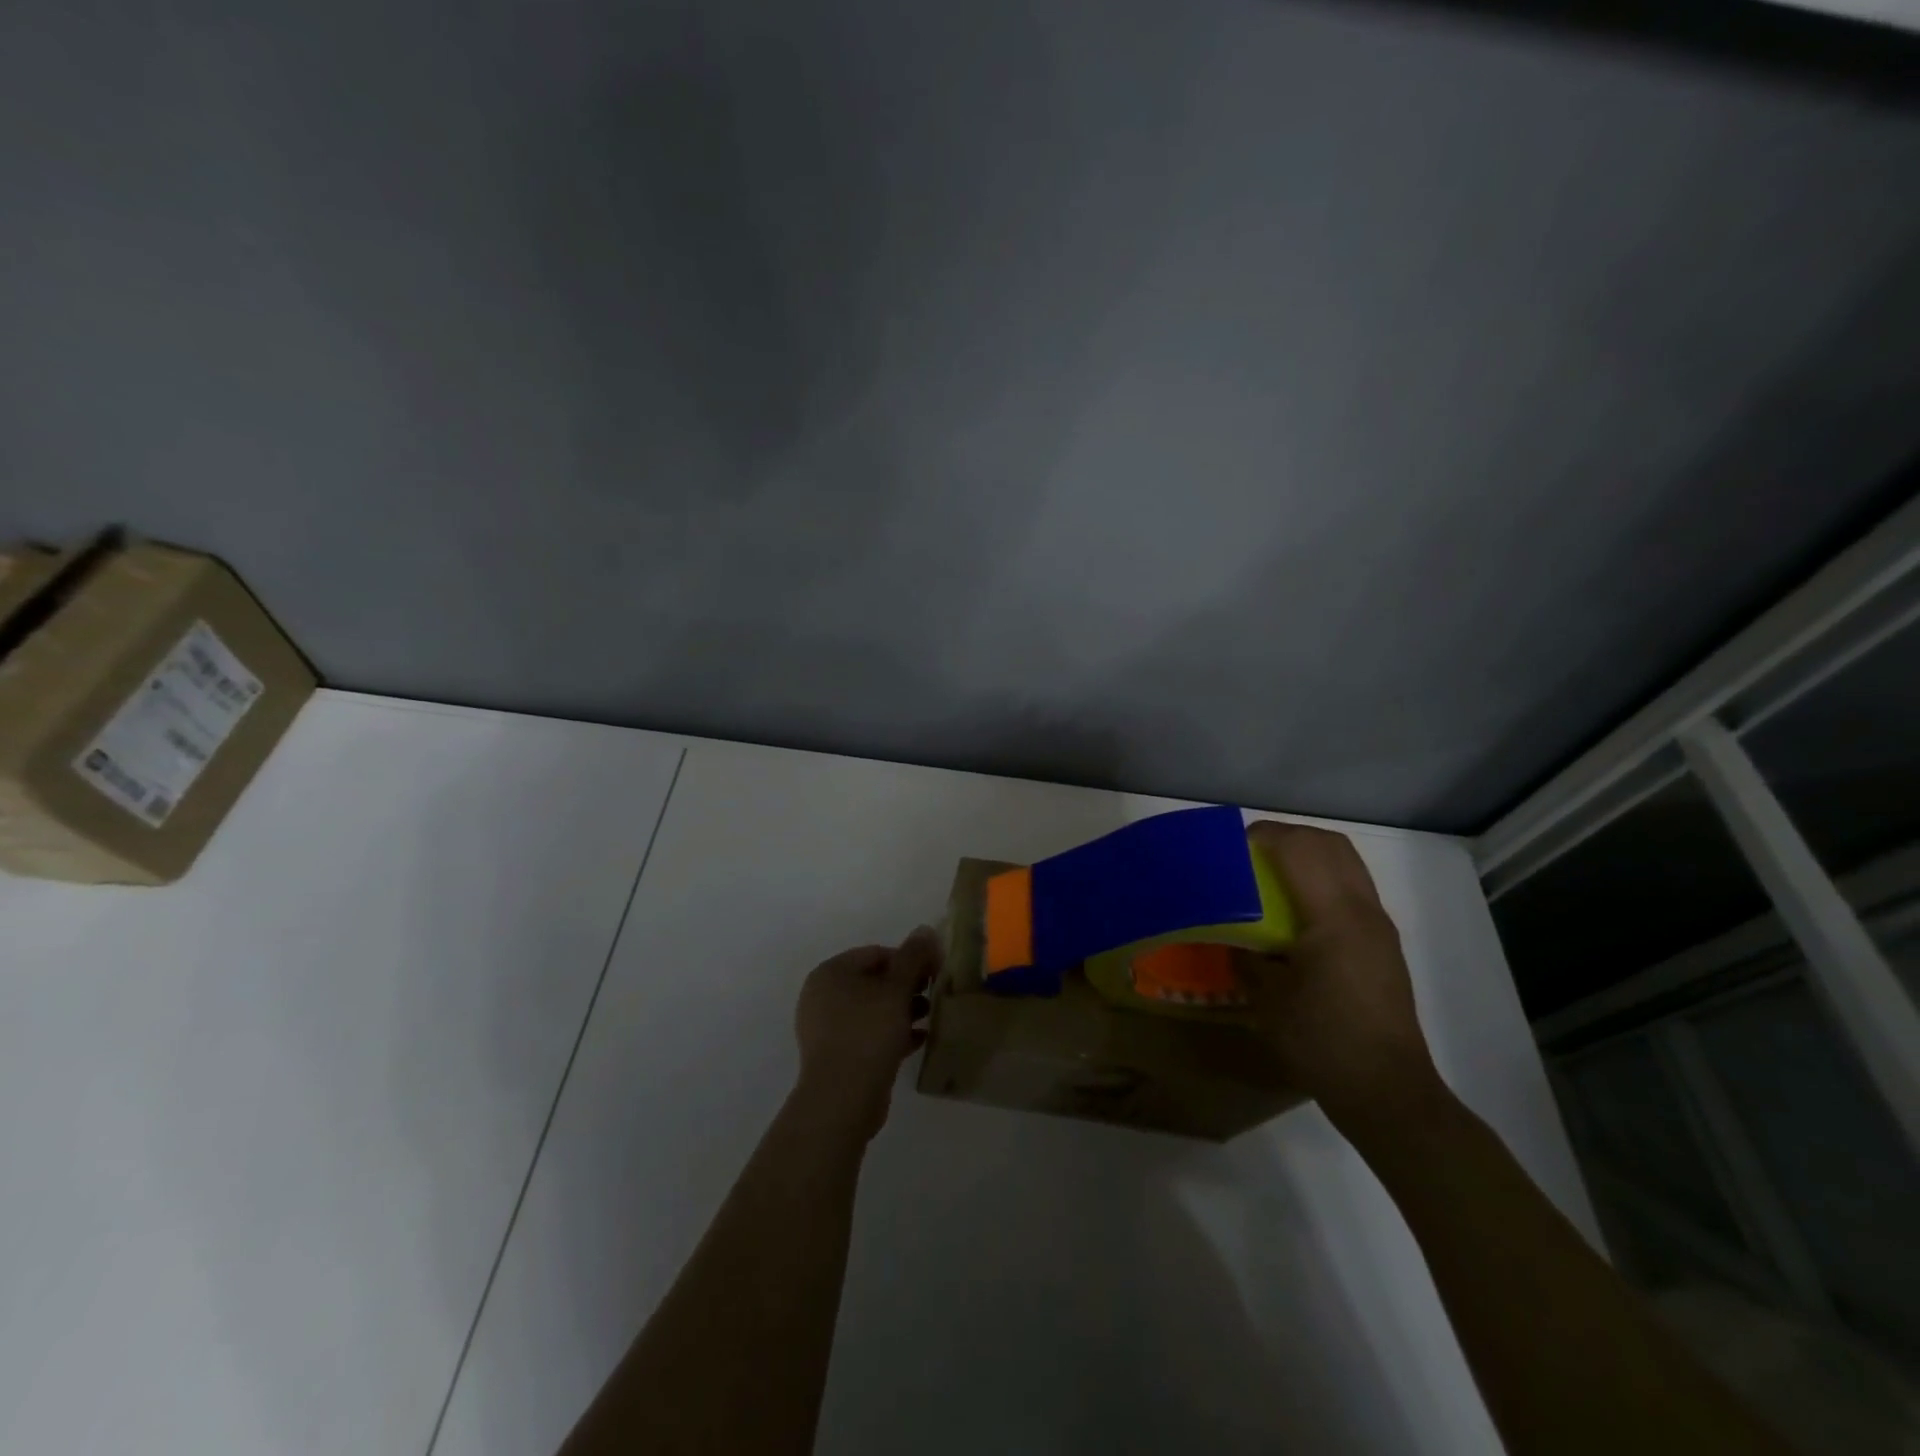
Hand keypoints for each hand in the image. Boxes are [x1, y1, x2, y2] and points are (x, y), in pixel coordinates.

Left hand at [792, 928, 937, 1140]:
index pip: (876, 953)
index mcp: (830, 973)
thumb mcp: (896, 989)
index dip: (909, 959)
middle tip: (934, 994)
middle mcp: (822, 996)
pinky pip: (868, 1035)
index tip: (935, 971)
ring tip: (930, 1017)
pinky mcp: (837, 1056)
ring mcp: (827, 1028)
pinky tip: (919, 1040)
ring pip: (872, 1010)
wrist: (842, 1099)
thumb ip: (913, 957)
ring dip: (902, 1011)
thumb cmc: (868, 1033)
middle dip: (906, 987)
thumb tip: (925, 929)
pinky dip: (892, 1034)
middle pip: (873, 981)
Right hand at [1237, 821, 1439, 1131]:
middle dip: (1286, 837)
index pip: (1299, 848)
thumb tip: (1233, 938)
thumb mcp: (1267, 998)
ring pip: (1346, 862)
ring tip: (1269, 876)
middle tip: (1249, 855)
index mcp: (1334, 917)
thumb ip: (1246, 955)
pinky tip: (1295, 910)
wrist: (1387, 1091)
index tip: (1229, 848)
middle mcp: (1363, 911)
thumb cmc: (1321, 1042)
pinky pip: (1351, 887)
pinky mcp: (1383, 943)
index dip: (1262, 836)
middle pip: (1329, 844)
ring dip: (1307, 854)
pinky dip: (1321, 878)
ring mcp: (1379, 926)